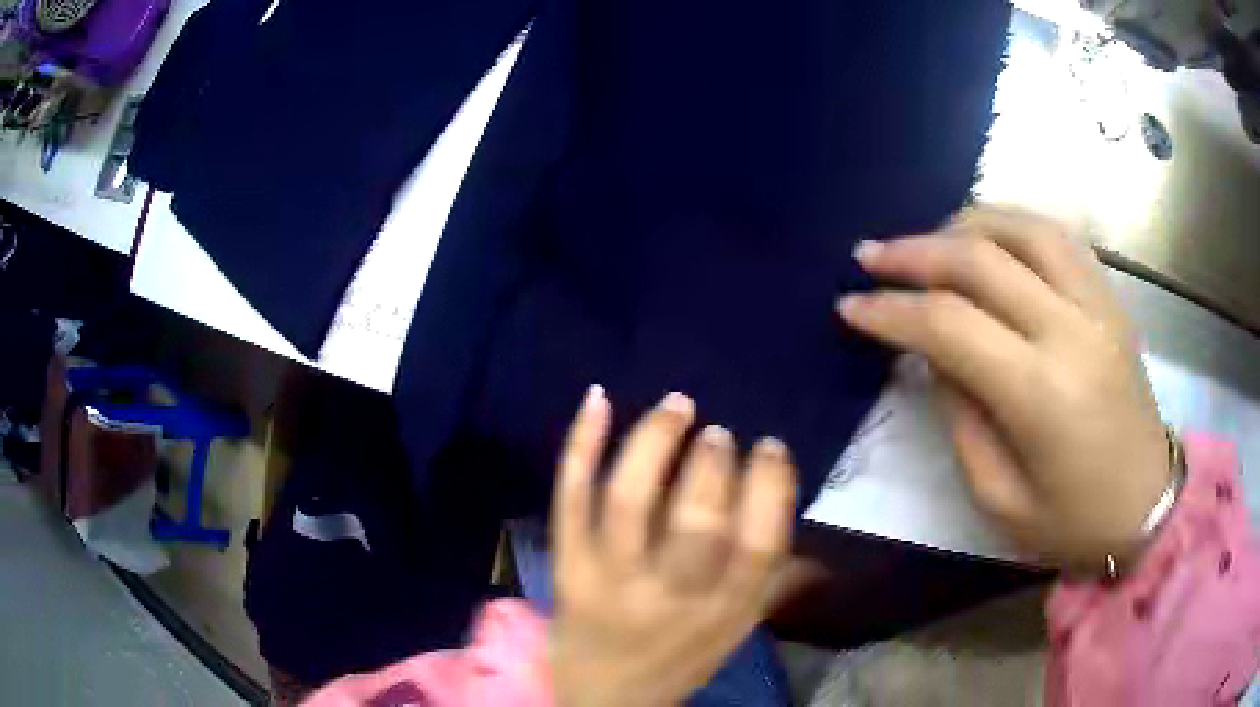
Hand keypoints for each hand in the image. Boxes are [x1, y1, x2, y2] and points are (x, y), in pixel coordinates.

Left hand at [550, 387, 795, 706]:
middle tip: (718, 433)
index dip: (770, 487)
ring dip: (655, 442)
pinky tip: (597, 399)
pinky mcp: (567, 566)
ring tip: (678, 407)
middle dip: (712, 464)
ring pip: (629, 500)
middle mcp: (670, 596)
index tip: (771, 447)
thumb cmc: (680, 657)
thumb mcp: (738, 632)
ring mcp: (611, 580)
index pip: (758, 546)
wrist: (602, 697)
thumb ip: (777, 586)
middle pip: (695, 521)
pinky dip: (580, 444)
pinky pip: (569, 499)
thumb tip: (825, 547)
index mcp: (724, 612)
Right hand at [838, 206, 1171, 569]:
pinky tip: (990, 240)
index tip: (851, 305)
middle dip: (914, 252)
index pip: (949, 324)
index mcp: (1040, 392)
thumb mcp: (999, 497)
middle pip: (980, 259)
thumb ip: (962, 419)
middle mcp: (1071, 329)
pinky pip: (1057, 238)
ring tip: (928, 241)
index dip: (891, 310)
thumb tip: (935, 356)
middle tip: (871, 255)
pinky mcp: (1111, 299)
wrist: (1148, 506)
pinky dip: (1013, 227)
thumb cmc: (1072, 523)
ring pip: (1022, 229)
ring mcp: (1097, 304)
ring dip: (964, 225)